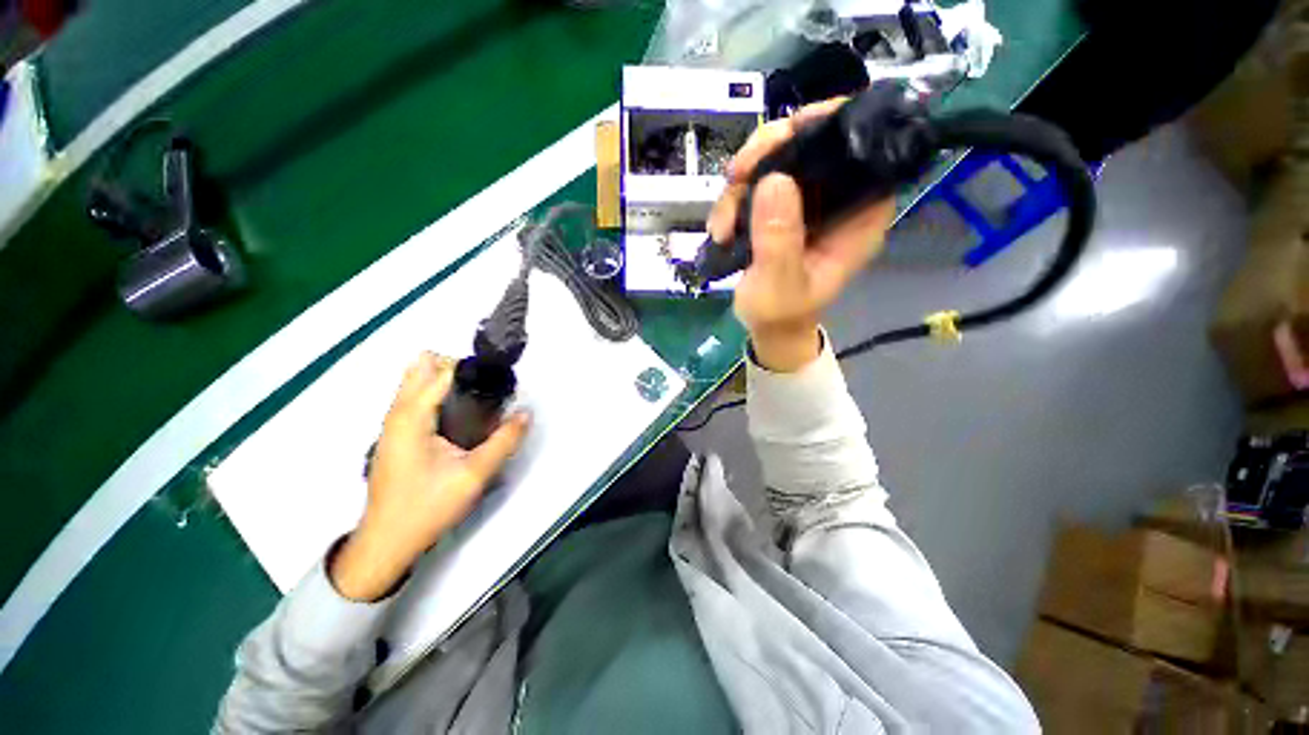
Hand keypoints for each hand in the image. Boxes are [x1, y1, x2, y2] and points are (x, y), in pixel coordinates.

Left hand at [330, 352, 529, 600]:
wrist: (387, 542)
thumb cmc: (427, 507)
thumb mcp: (474, 475)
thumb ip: (504, 441)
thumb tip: (526, 413)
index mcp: (411, 417)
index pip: (441, 372)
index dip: (472, 368)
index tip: (498, 376)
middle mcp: (397, 413)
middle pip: (422, 367)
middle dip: (455, 367)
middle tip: (485, 389)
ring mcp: (392, 424)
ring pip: (416, 382)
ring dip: (445, 380)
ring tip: (477, 399)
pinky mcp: (395, 436)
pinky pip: (414, 398)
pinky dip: (436, 393)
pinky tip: (459, 415)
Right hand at [708, 98, 895, 371]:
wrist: (768, 327)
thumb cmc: (781, 313)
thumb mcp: (779, 284)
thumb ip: (779, 239)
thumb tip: (774, 180)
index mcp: (859, 216)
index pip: (863, 149)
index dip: (831, 124)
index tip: (789, 131)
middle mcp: (839, 200)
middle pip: (813, 142)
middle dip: (768, 152)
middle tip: (736, 176)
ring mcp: (808, 202)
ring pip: (778, 159)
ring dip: (741, 184)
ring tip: (723, 226)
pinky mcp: (783, 208)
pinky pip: (758, 182)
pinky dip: (734, 199)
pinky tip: (721, 228)